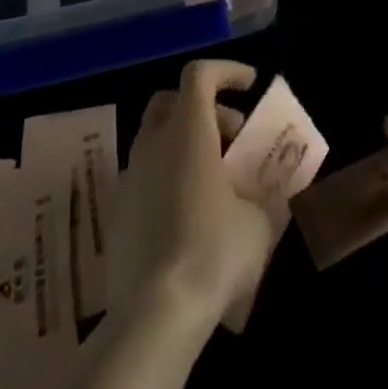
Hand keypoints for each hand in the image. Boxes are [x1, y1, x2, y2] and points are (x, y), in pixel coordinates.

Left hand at [116, 59, 274, 321]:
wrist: (153, 317)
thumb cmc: (214, 253)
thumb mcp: (260, 223)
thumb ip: (267, 196)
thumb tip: (271, 193)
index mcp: (188, 132)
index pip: (199, 75)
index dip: (226, 71)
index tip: (250, 86)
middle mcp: (152, 144)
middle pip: (172, 101)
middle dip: (205, 109)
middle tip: (234, 138)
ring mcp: (129, 177)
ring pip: (156, 139)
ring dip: (186, 144)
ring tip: (216, 181)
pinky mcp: (116, 212)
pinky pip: (145, 175)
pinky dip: (169, 177)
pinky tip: (189, 215)